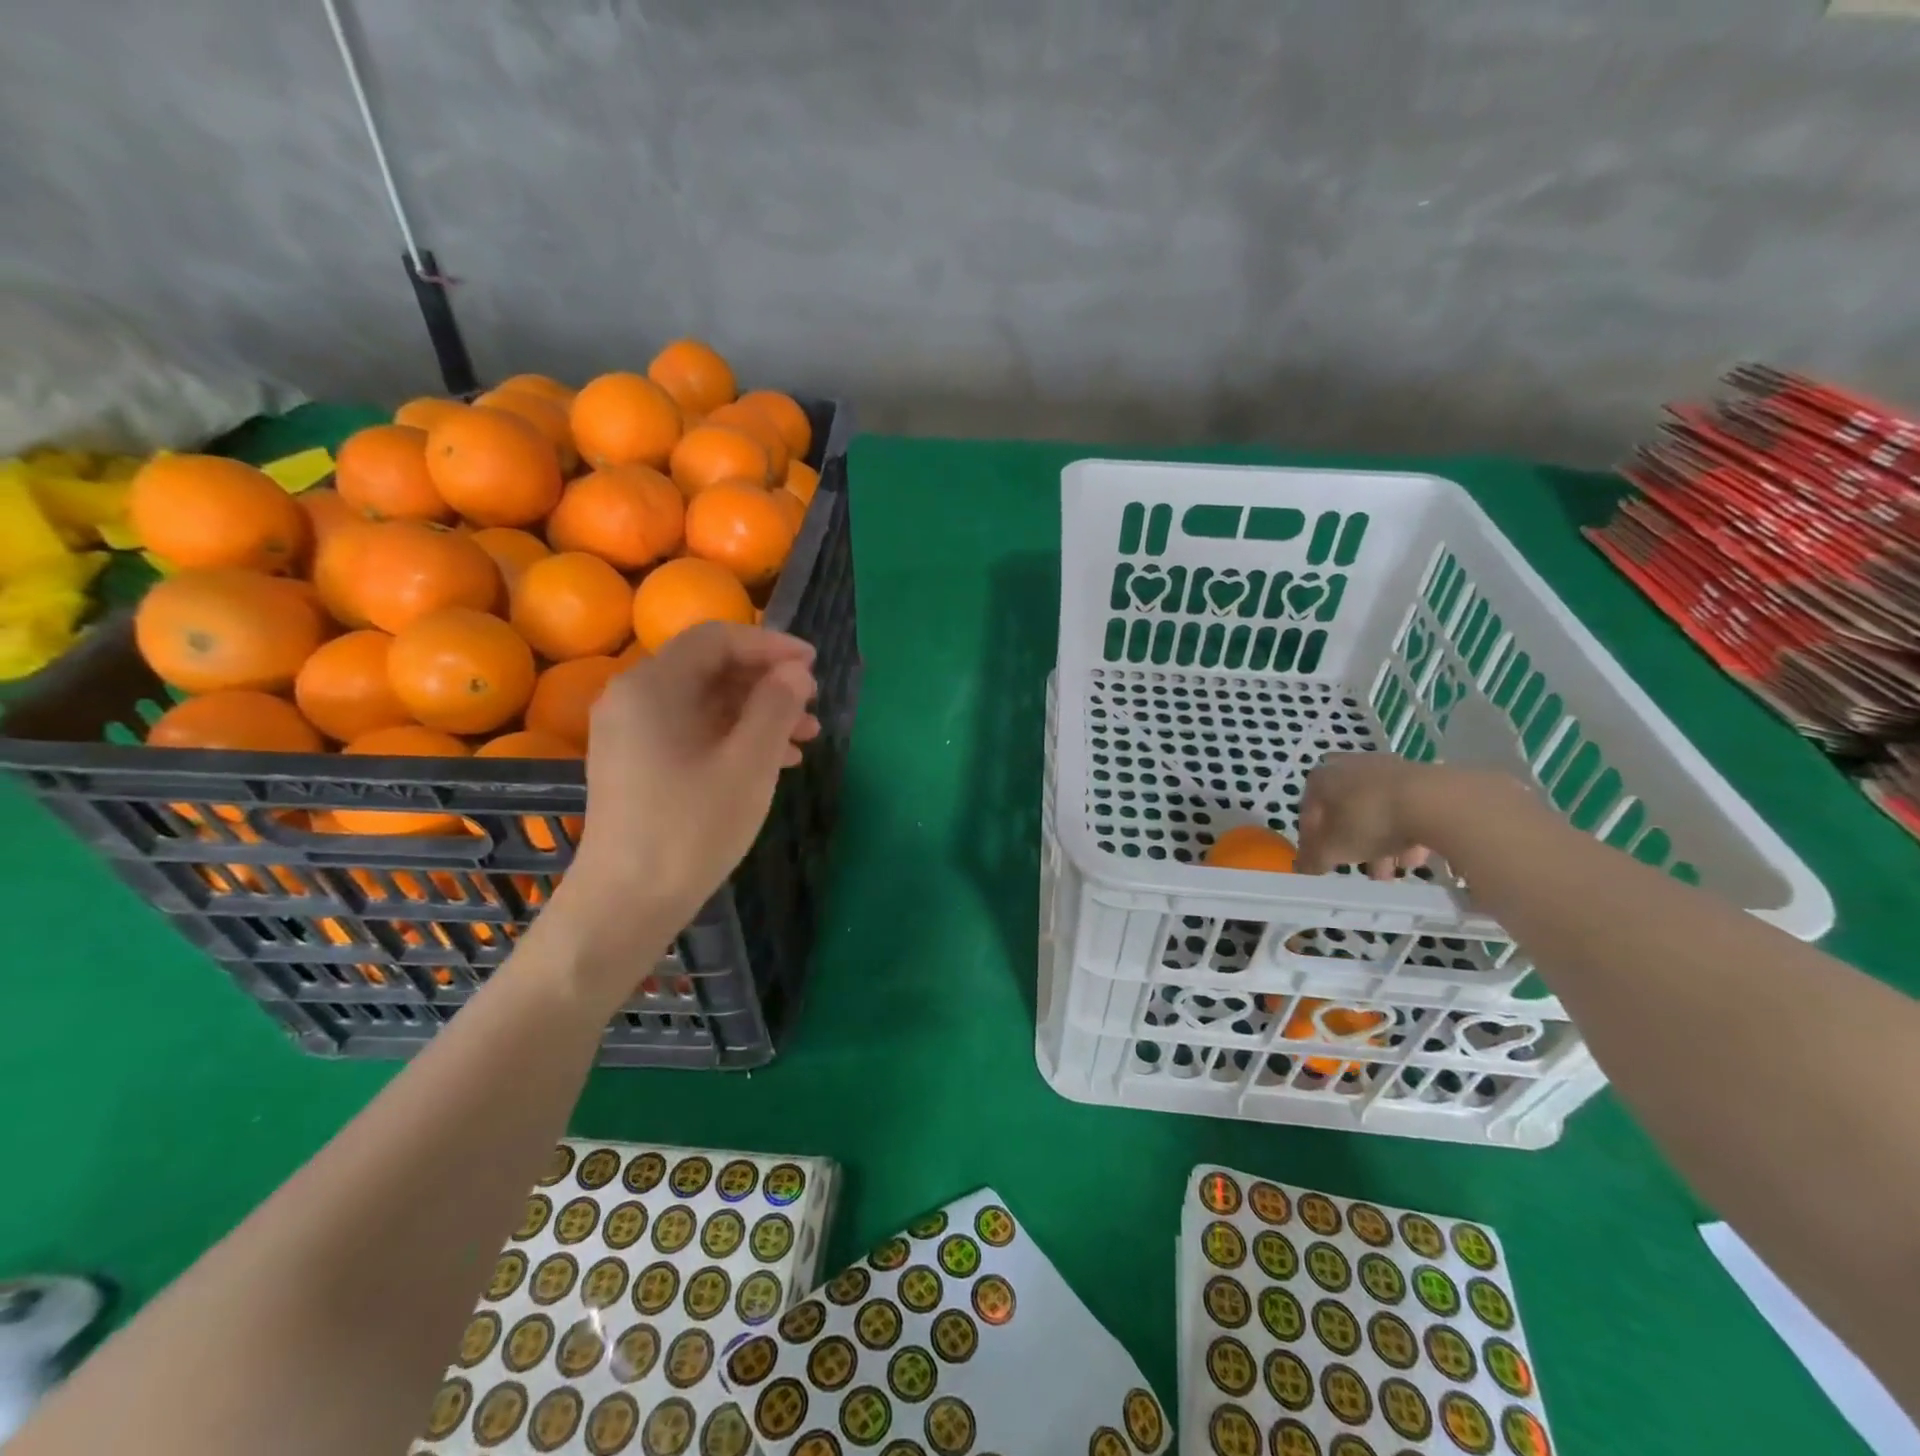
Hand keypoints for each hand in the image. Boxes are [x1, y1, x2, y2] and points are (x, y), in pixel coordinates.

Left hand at [545, 624, 819, 977]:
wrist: (626, 902)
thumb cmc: (691, 828)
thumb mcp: (748, 763)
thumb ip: (776, 707)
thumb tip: (795, 672)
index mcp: (653, 686)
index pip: (717, 639)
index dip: (770, 645)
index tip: (814, 665)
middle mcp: (633, 698)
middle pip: (710, 668)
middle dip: (768, 682)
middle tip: (813, 706)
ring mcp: (631, 733)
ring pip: (705, 702)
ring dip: (757, 712)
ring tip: (806, 738)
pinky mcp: (637, 763)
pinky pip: (692, 730)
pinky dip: (734, 736)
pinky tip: (775, 761)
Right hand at [1294, 753, 1453, 878]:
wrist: (1434, 801)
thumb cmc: (1369, 821)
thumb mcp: (1333, 849)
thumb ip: (1313, 860)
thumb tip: (1303, 869)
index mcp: (1321, 779)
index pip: (1308, 814)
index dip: (1313, 843)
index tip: (1322, 865)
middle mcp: (1350, 767)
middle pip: (1345, 812)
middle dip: (1351, 844)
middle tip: (1360, 869)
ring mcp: (1387, 769)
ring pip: (1376, 812)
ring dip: (1380, 843)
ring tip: (1391, 872)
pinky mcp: (1421, 777)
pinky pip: (1404, 809)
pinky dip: (1405, 832)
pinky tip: (1413, 857)